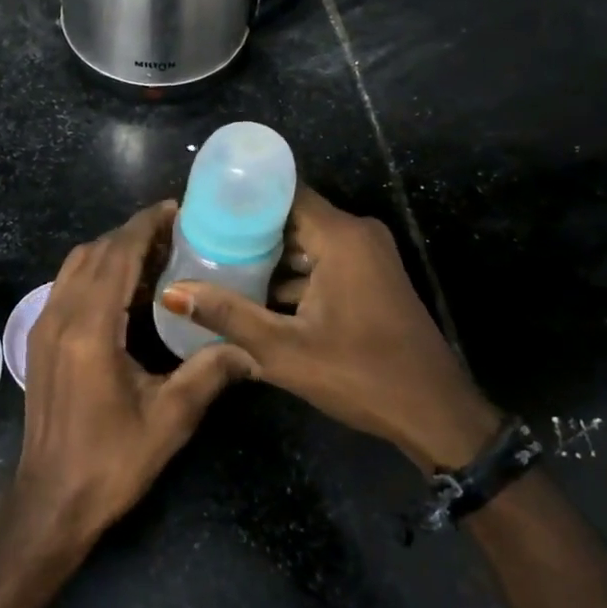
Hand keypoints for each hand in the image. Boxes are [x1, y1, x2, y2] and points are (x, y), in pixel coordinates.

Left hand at [10, 202, 255, 551]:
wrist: (50, 500)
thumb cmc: (110, 461)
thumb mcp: (169, 419)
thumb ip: (209, 372)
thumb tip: (249, 347)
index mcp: (91, 328)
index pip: (118, 255)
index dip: (146, 226)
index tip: (175, 209)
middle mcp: (61, 314)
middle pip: (96, 252)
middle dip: (134, 233)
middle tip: (176, 231)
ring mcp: (45, 324)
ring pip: (77, 263)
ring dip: (113, 249)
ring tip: (155, 253)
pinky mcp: (41, 337)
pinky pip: (68, 283)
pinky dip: (96, 269)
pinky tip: (126, 286)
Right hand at [160, 186, 500, 471]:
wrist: (435, 415)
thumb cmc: (361, 375)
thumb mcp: (284, 350)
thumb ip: (227, 315)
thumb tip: (171, 292)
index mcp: (340, 236)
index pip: (283, 192)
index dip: (242, 196)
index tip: (202, 206)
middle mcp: (357, 233)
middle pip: (292, 215)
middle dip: (248, 228)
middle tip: (201, 238)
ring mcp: (369, 255)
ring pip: (307, 240)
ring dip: (270, 254)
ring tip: (218, 263)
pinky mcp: (372, 277)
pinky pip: (324, 259)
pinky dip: (294, 272)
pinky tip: (258, 293)